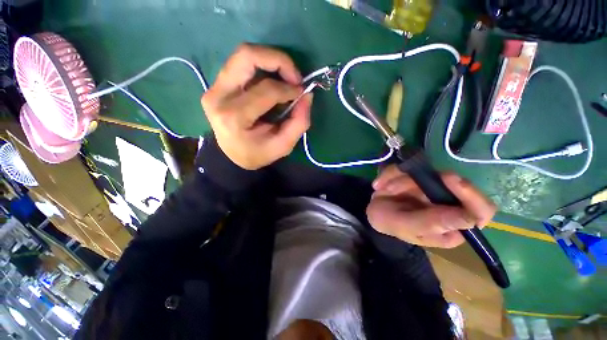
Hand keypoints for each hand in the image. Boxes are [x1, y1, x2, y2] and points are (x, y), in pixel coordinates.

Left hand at [201, 44, 312, 169]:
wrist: (232, 155)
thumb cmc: (258, 153)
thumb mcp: (283, 146)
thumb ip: (299, 122)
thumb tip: (307, 95)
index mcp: (234, 117)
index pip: (266, 90)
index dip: (289, 88)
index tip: (301, 93)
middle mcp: (219, 97)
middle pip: (247, 56)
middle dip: (278, 60)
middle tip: (295, 76)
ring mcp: (214, 88)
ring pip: (243, 55)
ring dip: (270, 59)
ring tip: (286, 75)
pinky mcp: (216, 84)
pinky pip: (241, 64)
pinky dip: (262, 66)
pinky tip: (273, 79)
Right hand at [366, 165, 495, 247]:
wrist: (371, 211)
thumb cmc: (389, 223)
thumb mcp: (406, 226)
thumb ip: (432, 223)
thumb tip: (470, 219)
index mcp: (452, 225)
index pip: (481, 210)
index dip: (470, 194)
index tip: (447, 178)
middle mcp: (449, 204)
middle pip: (449, 183)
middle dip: (416, 183)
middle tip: (394, 186)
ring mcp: (434, 187)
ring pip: (426, 171)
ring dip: (399, 179)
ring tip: (384, 190)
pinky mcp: (420, 175)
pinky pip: (408, 166)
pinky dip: (390, 173)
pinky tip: (379, 184)